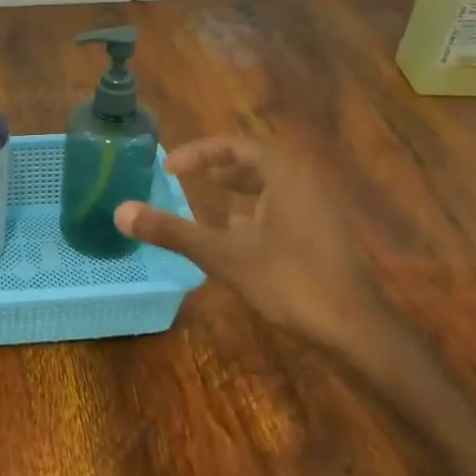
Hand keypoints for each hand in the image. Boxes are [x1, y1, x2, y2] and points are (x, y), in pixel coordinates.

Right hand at [114, 137, 383, 347]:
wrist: (355, 329)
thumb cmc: (290, 282)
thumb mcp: (224, 255)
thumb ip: (173, 231)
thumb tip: (120, 212)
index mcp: (284, 173)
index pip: (234, 146)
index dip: (198, 152)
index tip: (168, 167)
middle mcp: (304, 181)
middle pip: (254, 161)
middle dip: (216, 166)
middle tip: (183, 176)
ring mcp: (318, 208)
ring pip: (269, 184)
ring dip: (236, 187)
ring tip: (205, 196)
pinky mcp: (322, 233)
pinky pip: (281, 205)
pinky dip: (253, 209)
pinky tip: (235, 232)